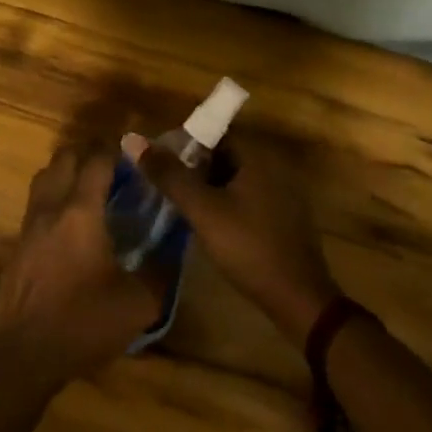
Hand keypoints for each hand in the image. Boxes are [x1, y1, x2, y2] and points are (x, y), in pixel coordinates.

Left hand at [0, 144, 161, 385]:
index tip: (136, 153)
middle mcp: (51, 207)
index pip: (97, 160)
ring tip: (92, 188)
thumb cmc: (82, 323)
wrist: (22, 354)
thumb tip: (175, 249)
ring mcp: (29, 224)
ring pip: (46, 176)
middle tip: (116, 168)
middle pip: (65, 158)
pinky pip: (37, 201)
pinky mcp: (18, 243)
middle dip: (90, 153)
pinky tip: (71, 221)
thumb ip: (161, 271)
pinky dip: (55, 195)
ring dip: (68, 171)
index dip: (116, 150)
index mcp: (81, 212)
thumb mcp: (138, 304)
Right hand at [131, 136, 338, 344]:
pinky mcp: (283, 216)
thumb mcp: (203, 210)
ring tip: (178, 202)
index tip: (159, 162)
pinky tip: (207, 222)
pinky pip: (247, 197)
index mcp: (258, 156)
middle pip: (224, 154)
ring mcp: (282, 193)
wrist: (298, 299)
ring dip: (207, 186)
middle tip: (164, 184)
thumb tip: (132, 139)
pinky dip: (224, 202)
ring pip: (234, 178)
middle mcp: (273, 166)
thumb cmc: (248, 247)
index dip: (184, 143)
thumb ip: (169, 174)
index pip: (215, 132)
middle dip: (193, 166)